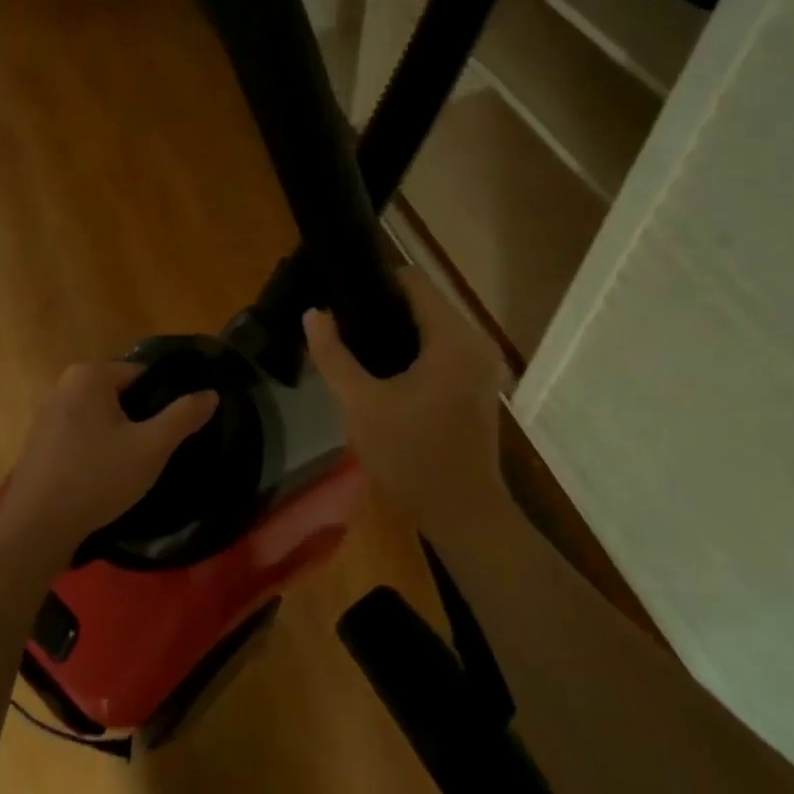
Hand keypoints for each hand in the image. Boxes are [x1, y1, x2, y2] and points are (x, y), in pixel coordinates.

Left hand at [0, 361, 217, 566]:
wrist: (37, 527)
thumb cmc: (98, 478)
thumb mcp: (151, 447)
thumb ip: (184, 417)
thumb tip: (211, 394)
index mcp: (89, 375)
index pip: (142, 374)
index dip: (164, 398)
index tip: (177, 427)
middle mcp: (62, 384)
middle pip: (119, 393)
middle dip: (141, 417)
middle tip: (158, 449)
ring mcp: (45, 412)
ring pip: (99, 415)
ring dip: (118, 433)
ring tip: (136, 464)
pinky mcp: (38, 440)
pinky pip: (79, 432)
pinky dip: (96, 446)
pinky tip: (106, 474)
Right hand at [304, 269, 509, 533]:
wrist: (462, 512)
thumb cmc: (411, 456)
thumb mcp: (361, 404)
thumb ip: (333, 355)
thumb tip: (313, 314)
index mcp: (452, 337)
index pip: (413, 281)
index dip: (373, 281)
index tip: (338, 293)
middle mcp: (474, 341)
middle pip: (423, 302)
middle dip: (380, 308)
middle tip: (339, 324)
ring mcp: (480, 365)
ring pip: (431, 328)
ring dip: (395, 331)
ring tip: (353, 345)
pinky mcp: (476, 385)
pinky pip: (440, 350)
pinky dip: (412, 351)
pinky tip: (382, 371)